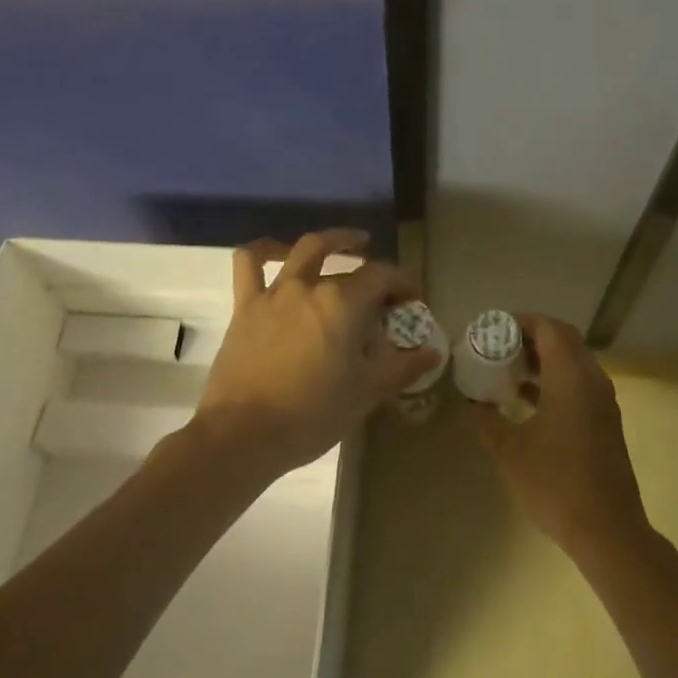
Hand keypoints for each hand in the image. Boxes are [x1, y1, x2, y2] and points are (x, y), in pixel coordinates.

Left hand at [195, 229, 437, 475]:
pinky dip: (266, 249)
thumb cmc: (313, 413)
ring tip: (348, 244)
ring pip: (305, 249)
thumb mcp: (367, 392)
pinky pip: (250, 263)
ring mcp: (275, 292)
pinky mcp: (245, 306)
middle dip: (374, 273)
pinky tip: (280, 252)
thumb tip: (433, 352)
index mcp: (344, 302)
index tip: (413, 300)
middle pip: (350, 266)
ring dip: (331, 241)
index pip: (384, 276)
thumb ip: (403, 367)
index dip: (403, 283)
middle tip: (384, 291)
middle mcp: (311, 285)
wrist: (243, 435)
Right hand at [467, 313, 651, 567]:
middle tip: (498, 347)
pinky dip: (555, 380)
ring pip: (573, 362)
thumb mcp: (509, 451)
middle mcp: (592, 379)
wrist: (608, 529)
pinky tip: (527, 401)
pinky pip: (579, 383)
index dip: (520, 321)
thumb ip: (485, 420)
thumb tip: (467, 402)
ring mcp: (603, 401)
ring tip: (507, 370)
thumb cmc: (555, 484)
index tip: (492, 330)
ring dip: (543, 359)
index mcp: (571, 377)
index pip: (549, 328)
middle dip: (531, 337)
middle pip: (564, 339)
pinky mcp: (605, 420)